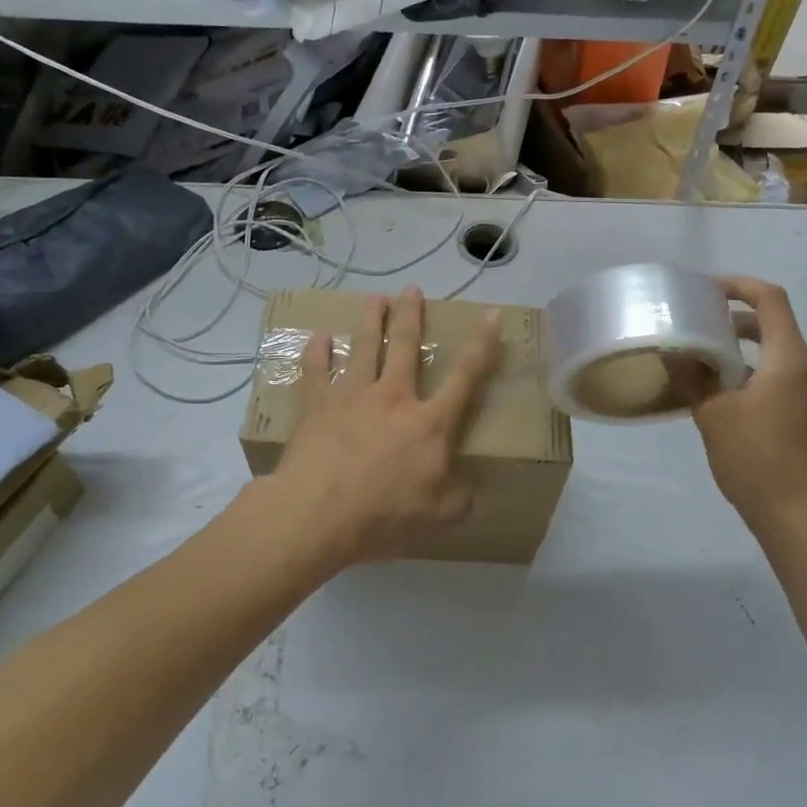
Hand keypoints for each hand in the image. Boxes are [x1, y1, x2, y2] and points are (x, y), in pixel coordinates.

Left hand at [253, 286, 501, 569]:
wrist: (319, 513)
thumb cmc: (384, 515)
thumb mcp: (439, 518)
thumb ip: (460, 500)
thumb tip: (473, 490)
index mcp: (429, 423)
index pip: (465, 377)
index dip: (482, 345)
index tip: (491, 314)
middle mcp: (393, 399)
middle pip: (405, 347)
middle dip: (410, 315)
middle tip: (411, 289)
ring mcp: (353, 398)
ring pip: (365, 349)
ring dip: (371, 321)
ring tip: (375, 299)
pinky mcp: (318, 407)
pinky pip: (316, 372)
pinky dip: (317, 352)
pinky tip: (318, 337)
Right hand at [679, 276, 806, 537]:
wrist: (801, 521)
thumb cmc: (756, 460)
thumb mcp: (713, 415)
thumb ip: (694, 377)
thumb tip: (676, 352)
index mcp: (790, 360)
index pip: (771, 300)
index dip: (740, 286)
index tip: (708, 289)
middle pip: (776, 326)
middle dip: (737, 319)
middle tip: (700, 323)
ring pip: (779, 355)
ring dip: (745, 349)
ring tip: (707, 361)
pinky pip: (784, 379)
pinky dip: (756, 373)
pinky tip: (728, 397)